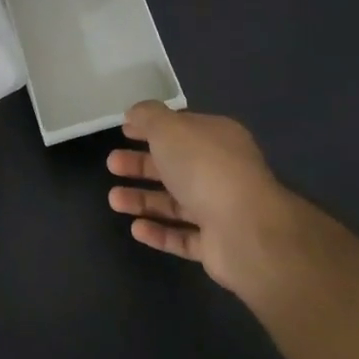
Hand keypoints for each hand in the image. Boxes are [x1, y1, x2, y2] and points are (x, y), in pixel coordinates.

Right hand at [106, 102, 296, 292]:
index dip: (150, 128)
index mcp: (217, 139)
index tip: (123, 130)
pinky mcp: (217, 246)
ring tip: (113, 200)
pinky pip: (182, 236)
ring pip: (175, 203)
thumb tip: (135, 113)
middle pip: (175, 166)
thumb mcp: (169, 128)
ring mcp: (221, 210)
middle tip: (112, 164)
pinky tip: (135, 228)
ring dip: (143, 199)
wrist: (246, 231)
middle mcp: (221, 171)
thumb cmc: (204, 168)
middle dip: (141, 165)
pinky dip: (159, 232)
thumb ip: (148, 116)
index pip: (180, 128)